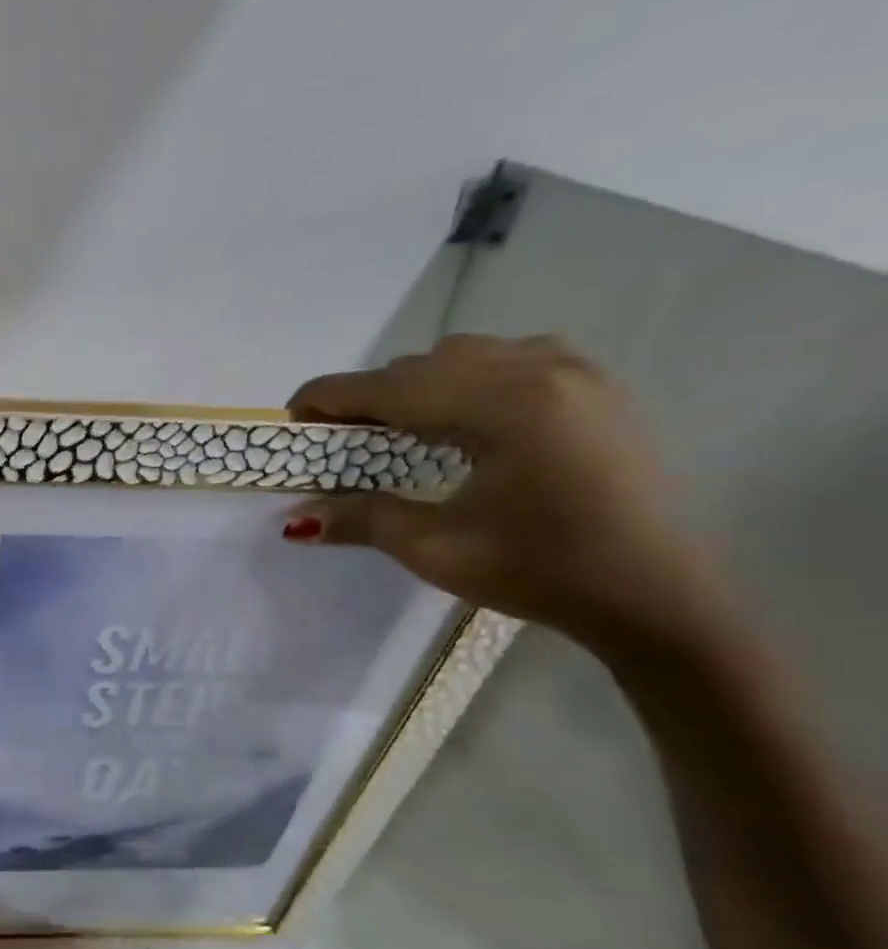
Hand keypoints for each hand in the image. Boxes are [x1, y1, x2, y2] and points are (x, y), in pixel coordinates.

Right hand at [284, 334, 716, 651]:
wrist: (657, 595)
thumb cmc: (541, 573)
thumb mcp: (436, 550)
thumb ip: (361, 519)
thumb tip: (296, 519)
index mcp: (502, 407)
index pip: (389, 385)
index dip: (329, 397)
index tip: (291, 419)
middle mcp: (540, 370)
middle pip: (422, 365)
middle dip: (370, 396)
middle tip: (342, 439)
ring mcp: (577, 370)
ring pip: (465, 353)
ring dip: (418, 384)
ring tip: (401, 430)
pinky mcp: (598, 383)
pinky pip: (511, 356)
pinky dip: (468, 377)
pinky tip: (465, 416)